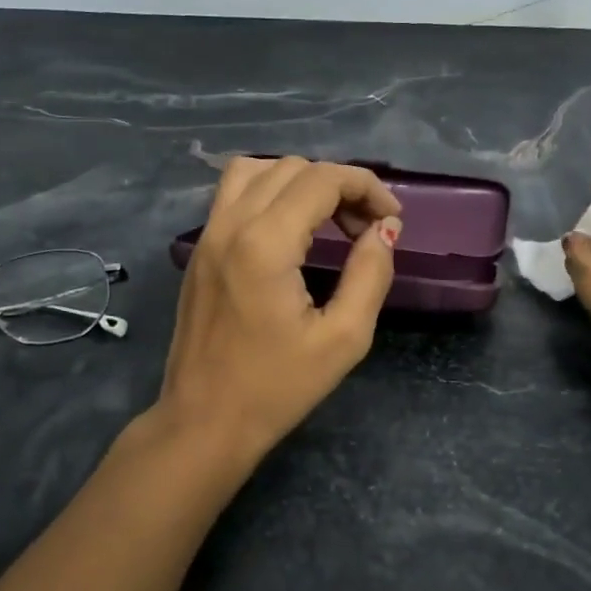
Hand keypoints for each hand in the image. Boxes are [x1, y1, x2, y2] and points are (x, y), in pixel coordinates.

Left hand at [156, 157, 402, 466]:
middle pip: (291, 168)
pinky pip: (233, 194)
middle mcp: (230, 225)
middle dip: (338, 185)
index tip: (392, 219)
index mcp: (266, 243)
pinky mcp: (198, 251)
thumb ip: (370, 274)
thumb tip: (384, 230)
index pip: (322, 180)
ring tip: (327, 219)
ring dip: (300, 182)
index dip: (366, 188)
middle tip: (366, 229)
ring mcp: (207, 235)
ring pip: (256, 170)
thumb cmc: (277, 388)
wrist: (204, 422)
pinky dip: (268, 192)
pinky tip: (290, 229)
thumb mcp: (343, 339)